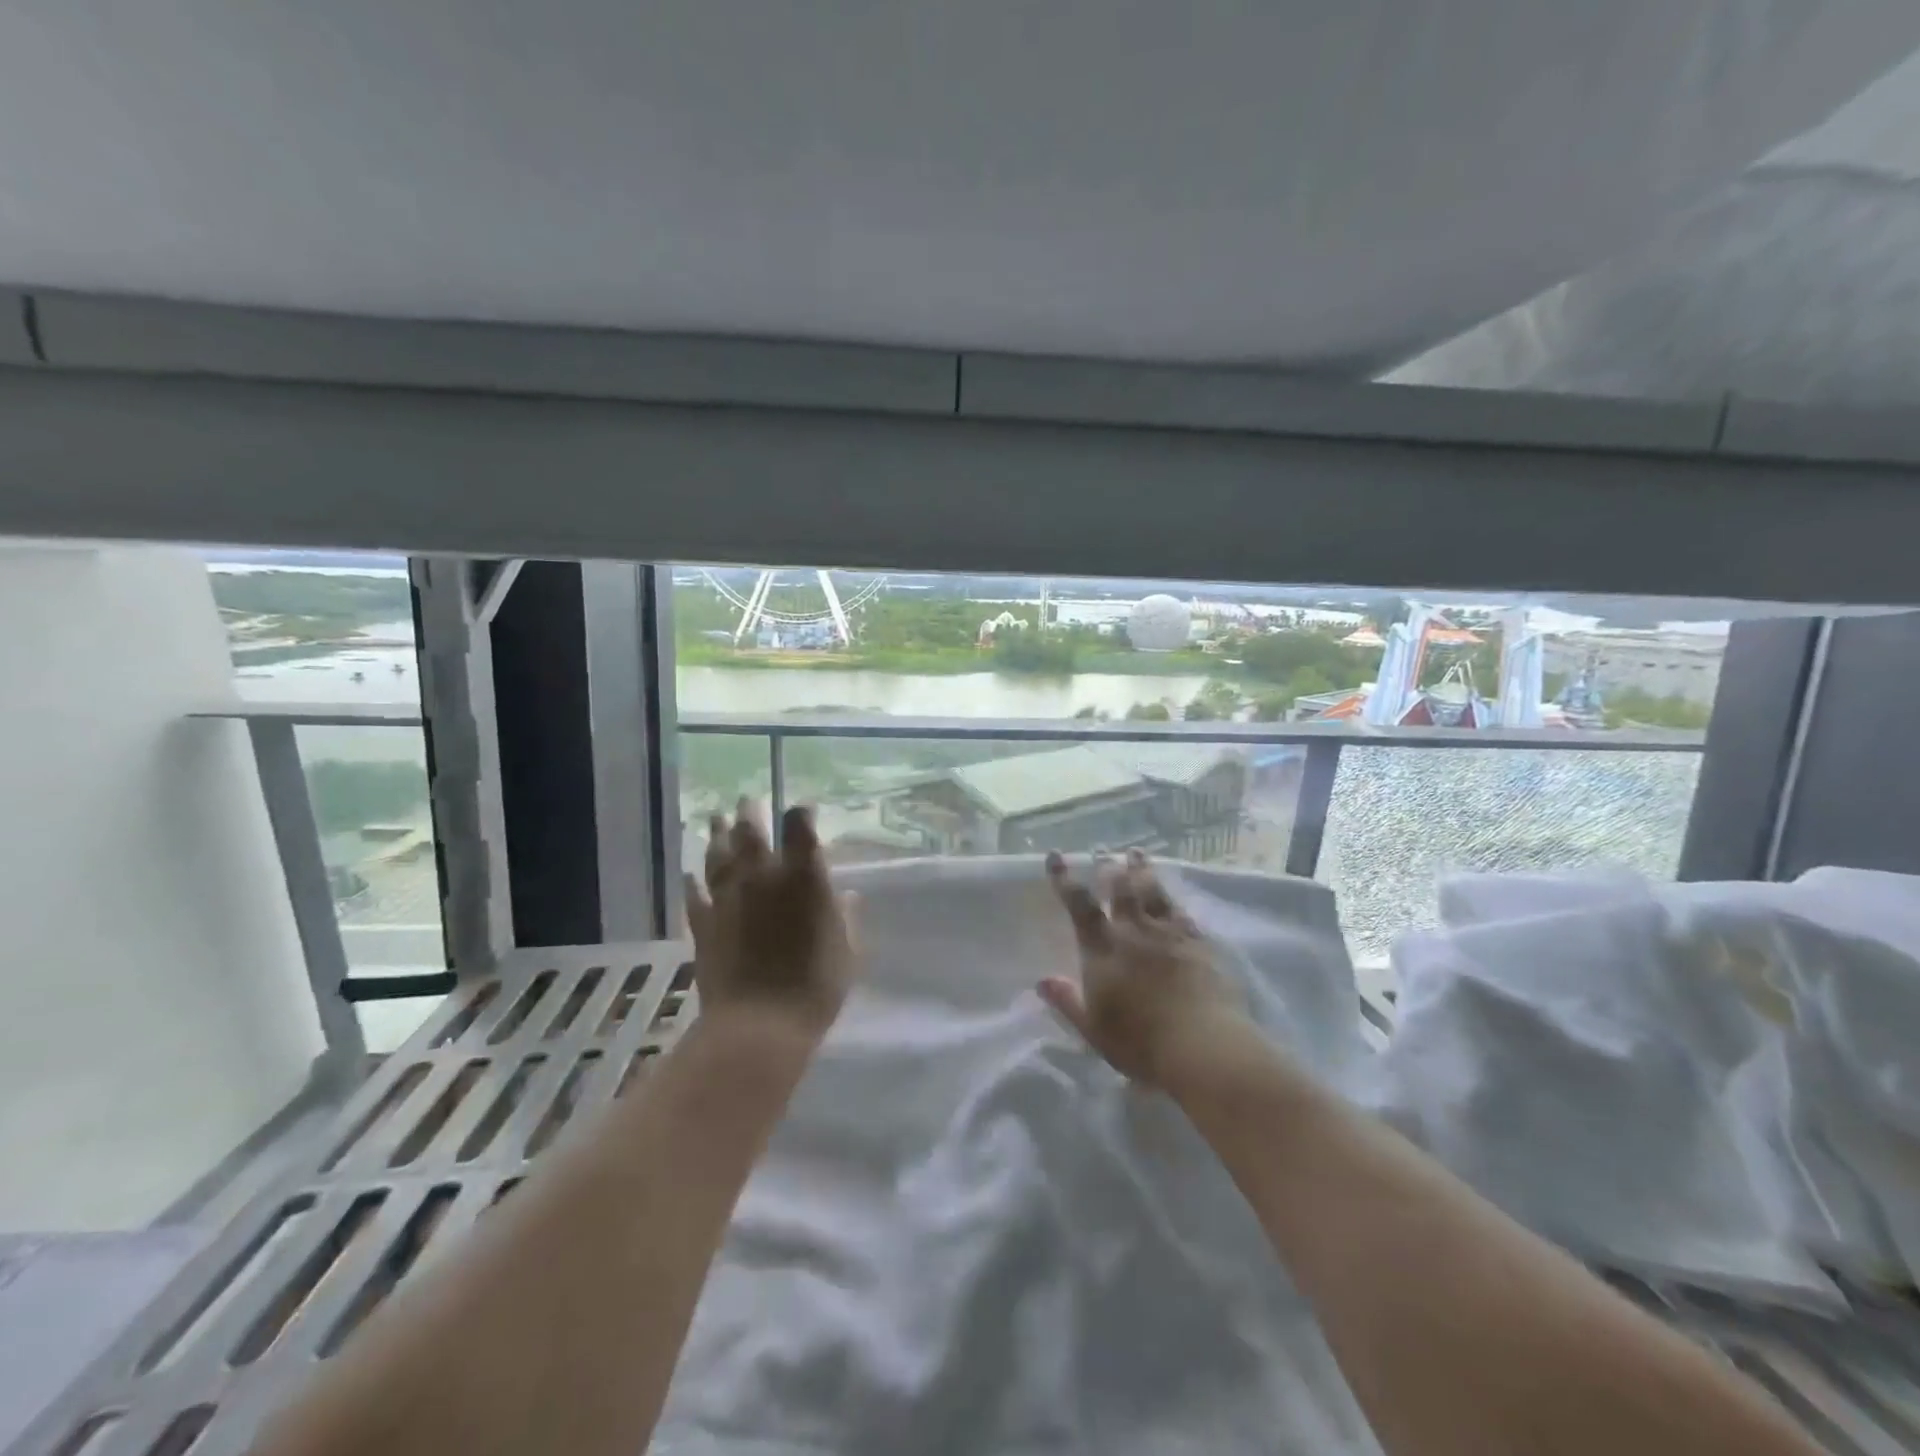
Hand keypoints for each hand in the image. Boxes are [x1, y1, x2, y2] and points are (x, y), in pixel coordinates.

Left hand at [685, 800, 857, 1040]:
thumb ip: (845, 917)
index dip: (800, 812)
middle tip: (746, 801)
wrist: (757, 1027)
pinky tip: (688, 873)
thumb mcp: (847, 951)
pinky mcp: (702, 923)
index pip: (799, 826)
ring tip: (714, 819)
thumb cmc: (815, 987)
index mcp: (802, 876)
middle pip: (750, 832)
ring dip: (716, 835)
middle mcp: (761, 876)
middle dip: (749, 813)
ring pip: (717, 855)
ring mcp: (727, 897)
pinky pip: (694, 895)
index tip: (802, 809)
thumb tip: (845, 896)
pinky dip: (692, 882)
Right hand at [1039, 849, 1248, 1088]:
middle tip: (1105, 852)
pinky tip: (1173, 896)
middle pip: (1120, 891)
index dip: (1065, 880)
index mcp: (1103, 951)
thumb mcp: (1093, 1029)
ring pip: (1152, 893)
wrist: (1202, 1046)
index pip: (1080, 907)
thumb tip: (1041, 980)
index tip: (1056, 857)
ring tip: (1137, 854)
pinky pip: (1182, 913)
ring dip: (1142, 871)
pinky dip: (1174, 900)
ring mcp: (1169, 935)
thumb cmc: (1140, 1043)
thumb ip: (1067, 1001)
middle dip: (1110, 869)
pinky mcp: (1199, 944)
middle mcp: (1134, 933)